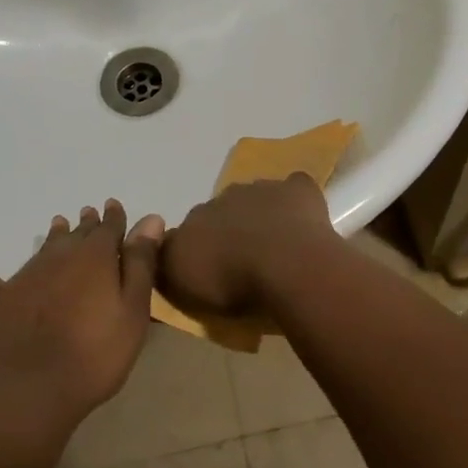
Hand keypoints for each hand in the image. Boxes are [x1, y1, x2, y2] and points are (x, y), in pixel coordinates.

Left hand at [0, 200, 163, 427]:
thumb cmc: (97, 353)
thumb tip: (151, 219)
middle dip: (87, 224)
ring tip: (58, 223)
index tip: (115, 207)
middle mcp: (59, 256)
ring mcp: (26, 275)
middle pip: (77, 234)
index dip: (115, 218)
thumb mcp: (133, 310)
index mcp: (95, 258)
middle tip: (90, 214)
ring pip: (43, 246)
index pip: (109, 228)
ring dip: (54, 235)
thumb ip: (140, 263)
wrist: (37, 390)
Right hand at [159, 174, 335, 316]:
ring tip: (274, 245)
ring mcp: (263, 189)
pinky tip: (301, 217)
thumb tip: (166, 247)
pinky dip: (296, 198)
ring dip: (261, 214)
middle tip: (242, 259)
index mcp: (195, 217)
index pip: (189, 228)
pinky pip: (294, 187)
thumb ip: (168, 260)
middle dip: (229, 228)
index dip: (198, 246)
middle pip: (223, 211)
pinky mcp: (298, 191)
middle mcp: (224, 197)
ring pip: (257, 197)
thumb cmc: (231, 279)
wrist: (284, 266)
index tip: (208, 268)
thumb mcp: (179, 279)